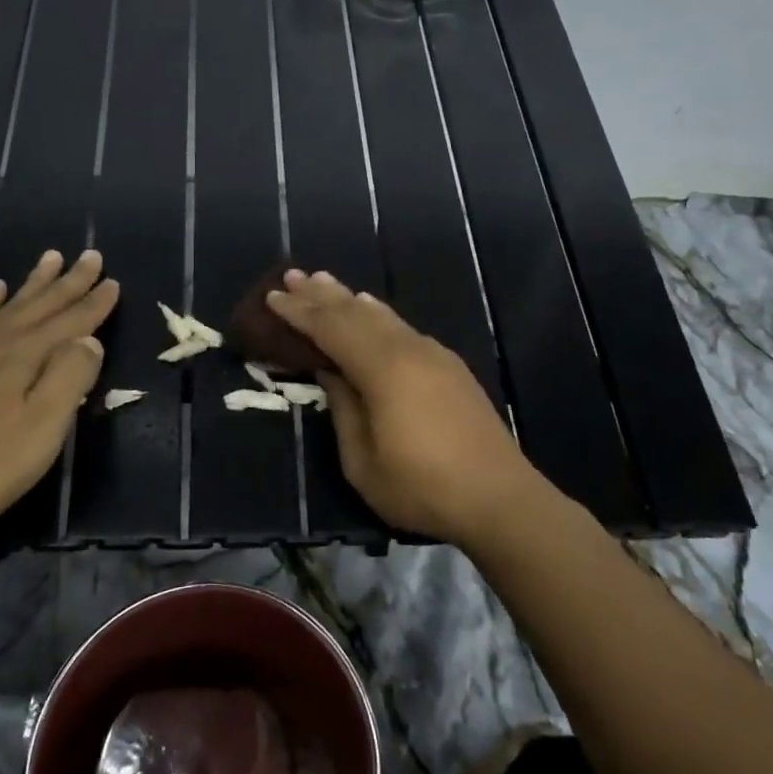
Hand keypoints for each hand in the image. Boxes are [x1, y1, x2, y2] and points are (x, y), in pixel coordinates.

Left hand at [0, 250, 118, 543]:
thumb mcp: (39, 430)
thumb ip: (68, 381)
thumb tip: (90, 342)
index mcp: (25, 358)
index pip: (70, 324)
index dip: (94, 304)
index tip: (114, 281)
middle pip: (41, 306)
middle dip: (69, 282)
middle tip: (91, 255)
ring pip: (8, 307)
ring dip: (33, 284)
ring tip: (49, 258)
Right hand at [265, 270, 546, 544]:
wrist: (500, 498)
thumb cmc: (422, 487)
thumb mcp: (363, 462)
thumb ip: (343, 410)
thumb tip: (330, 372)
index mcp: (383, 370)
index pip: (331, 330)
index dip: (299, 313)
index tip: (272, 298)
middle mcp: (408, 350)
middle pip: (356, 313)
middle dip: (320, 294)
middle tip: (291, 275)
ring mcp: (433, 355)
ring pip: (382, 316)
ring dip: (349, 298)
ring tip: (323, 281)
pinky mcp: (449, 367)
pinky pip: (402, 327)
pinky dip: (377, 314)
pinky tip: (370, 309)